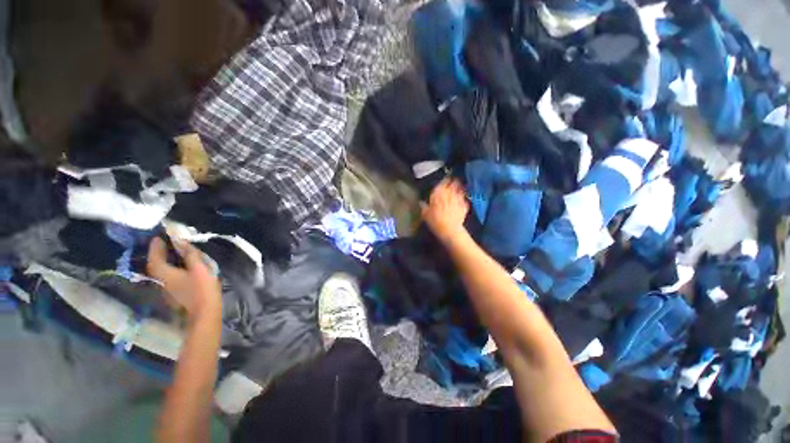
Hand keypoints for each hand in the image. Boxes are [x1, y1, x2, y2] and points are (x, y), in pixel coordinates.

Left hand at [147, 237, 221, 323]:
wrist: (205, 313)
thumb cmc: (202, 289)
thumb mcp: (199, 268)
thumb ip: (190, 254)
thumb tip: (180, 240)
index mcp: (165, 273)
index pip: (155, 257)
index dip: (156, 246)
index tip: (159, 236)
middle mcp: (161, 280)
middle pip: (155, 264)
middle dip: (158, 253)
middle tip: (165, 243)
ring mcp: (166, 288)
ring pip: (161, 271)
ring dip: (164, 260)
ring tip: (173, 252)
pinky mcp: (174, 293)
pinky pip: (168, 276)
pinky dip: (170, 268)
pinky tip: (179, 266)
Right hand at [421, 178, 469, 244]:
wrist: (449, 230)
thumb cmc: (435, 222)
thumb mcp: (425, 215)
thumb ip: (424, 207)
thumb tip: (421, 203)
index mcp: (438, 194)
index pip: (442, 183)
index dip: (444, 181)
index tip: (445, 180)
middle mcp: (449, 195)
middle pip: (452, 185)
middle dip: (453, 183)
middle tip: (453, 181)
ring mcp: (458, 200)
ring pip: (459, 190)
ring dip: (459, 189)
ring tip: (459, 188)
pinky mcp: (464, 206)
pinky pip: (464, 200)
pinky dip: (463, 199)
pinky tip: (462, 200)